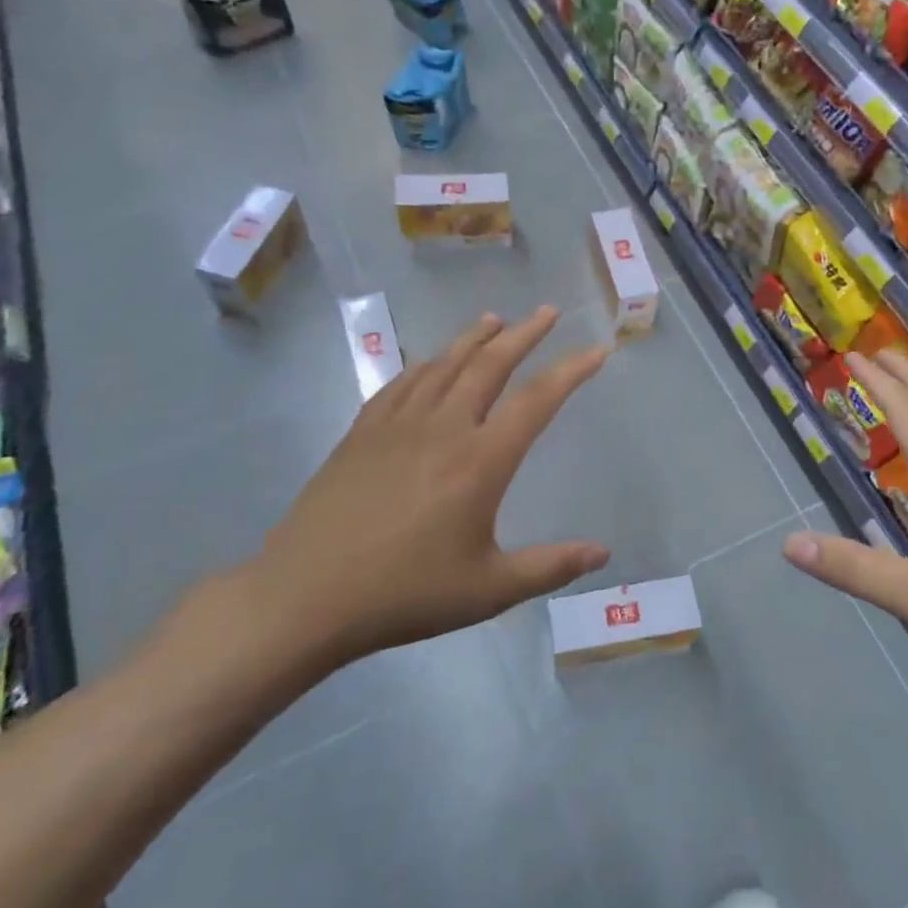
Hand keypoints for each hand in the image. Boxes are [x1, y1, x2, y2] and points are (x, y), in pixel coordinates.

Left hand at [238, 306, 611, 678]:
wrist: (304, 596)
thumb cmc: (405, 593)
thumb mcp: (488, 589)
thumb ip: (549, 567)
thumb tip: (603, 554)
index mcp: (480, 461)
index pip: (537, 401)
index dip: (572, 371)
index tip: (597, 350)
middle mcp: (443, 428)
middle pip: (490, 364)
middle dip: (525, 334)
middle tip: (548, 312)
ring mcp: (398, 424)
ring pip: (444, 364)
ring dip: (474, 337)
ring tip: (495, 319)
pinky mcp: (363, 432)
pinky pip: (402, 382)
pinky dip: (426, 364)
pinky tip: (431, 361)